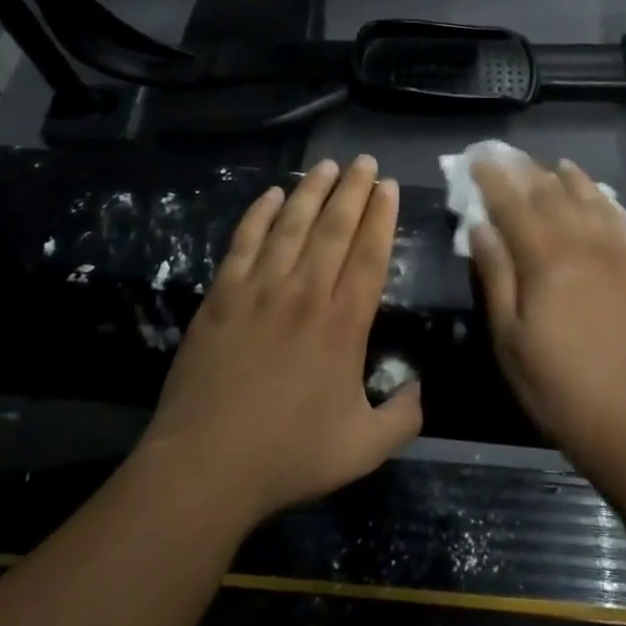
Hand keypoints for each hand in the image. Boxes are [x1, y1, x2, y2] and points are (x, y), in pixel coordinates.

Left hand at [142, 156, 422, 524]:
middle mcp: (306, 292)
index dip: (382, 215)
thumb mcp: (363, 449)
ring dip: (311, 190)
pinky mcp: (222, 294)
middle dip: (353, 189)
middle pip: (334, 227)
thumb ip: (402, 418)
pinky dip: (260, 214)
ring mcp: (260, 289)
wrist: (206, 464)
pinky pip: (245, 241)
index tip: (389, 186)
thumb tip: (420, 387)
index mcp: (344, 322)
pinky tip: (271, 195)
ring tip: (327, 165)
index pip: (370, 253)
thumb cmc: (288, 455)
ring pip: (292, 224)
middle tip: (365, 161)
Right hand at [471, 159, 625, 466]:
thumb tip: (480, 226)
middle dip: (525, 170)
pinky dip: (604, 199)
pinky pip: (621, 218)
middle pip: (550, 192)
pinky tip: (597, 193)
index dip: (492, 179)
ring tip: (552, 164)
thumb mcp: (509, 338)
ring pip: (588, 198)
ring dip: (566, 177)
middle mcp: (582, 242)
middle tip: (507, 155)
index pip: (512, 204)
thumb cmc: (559, 385)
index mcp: (545, 258)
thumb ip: (496, 275)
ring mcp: (617, 251)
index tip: (477, 159)